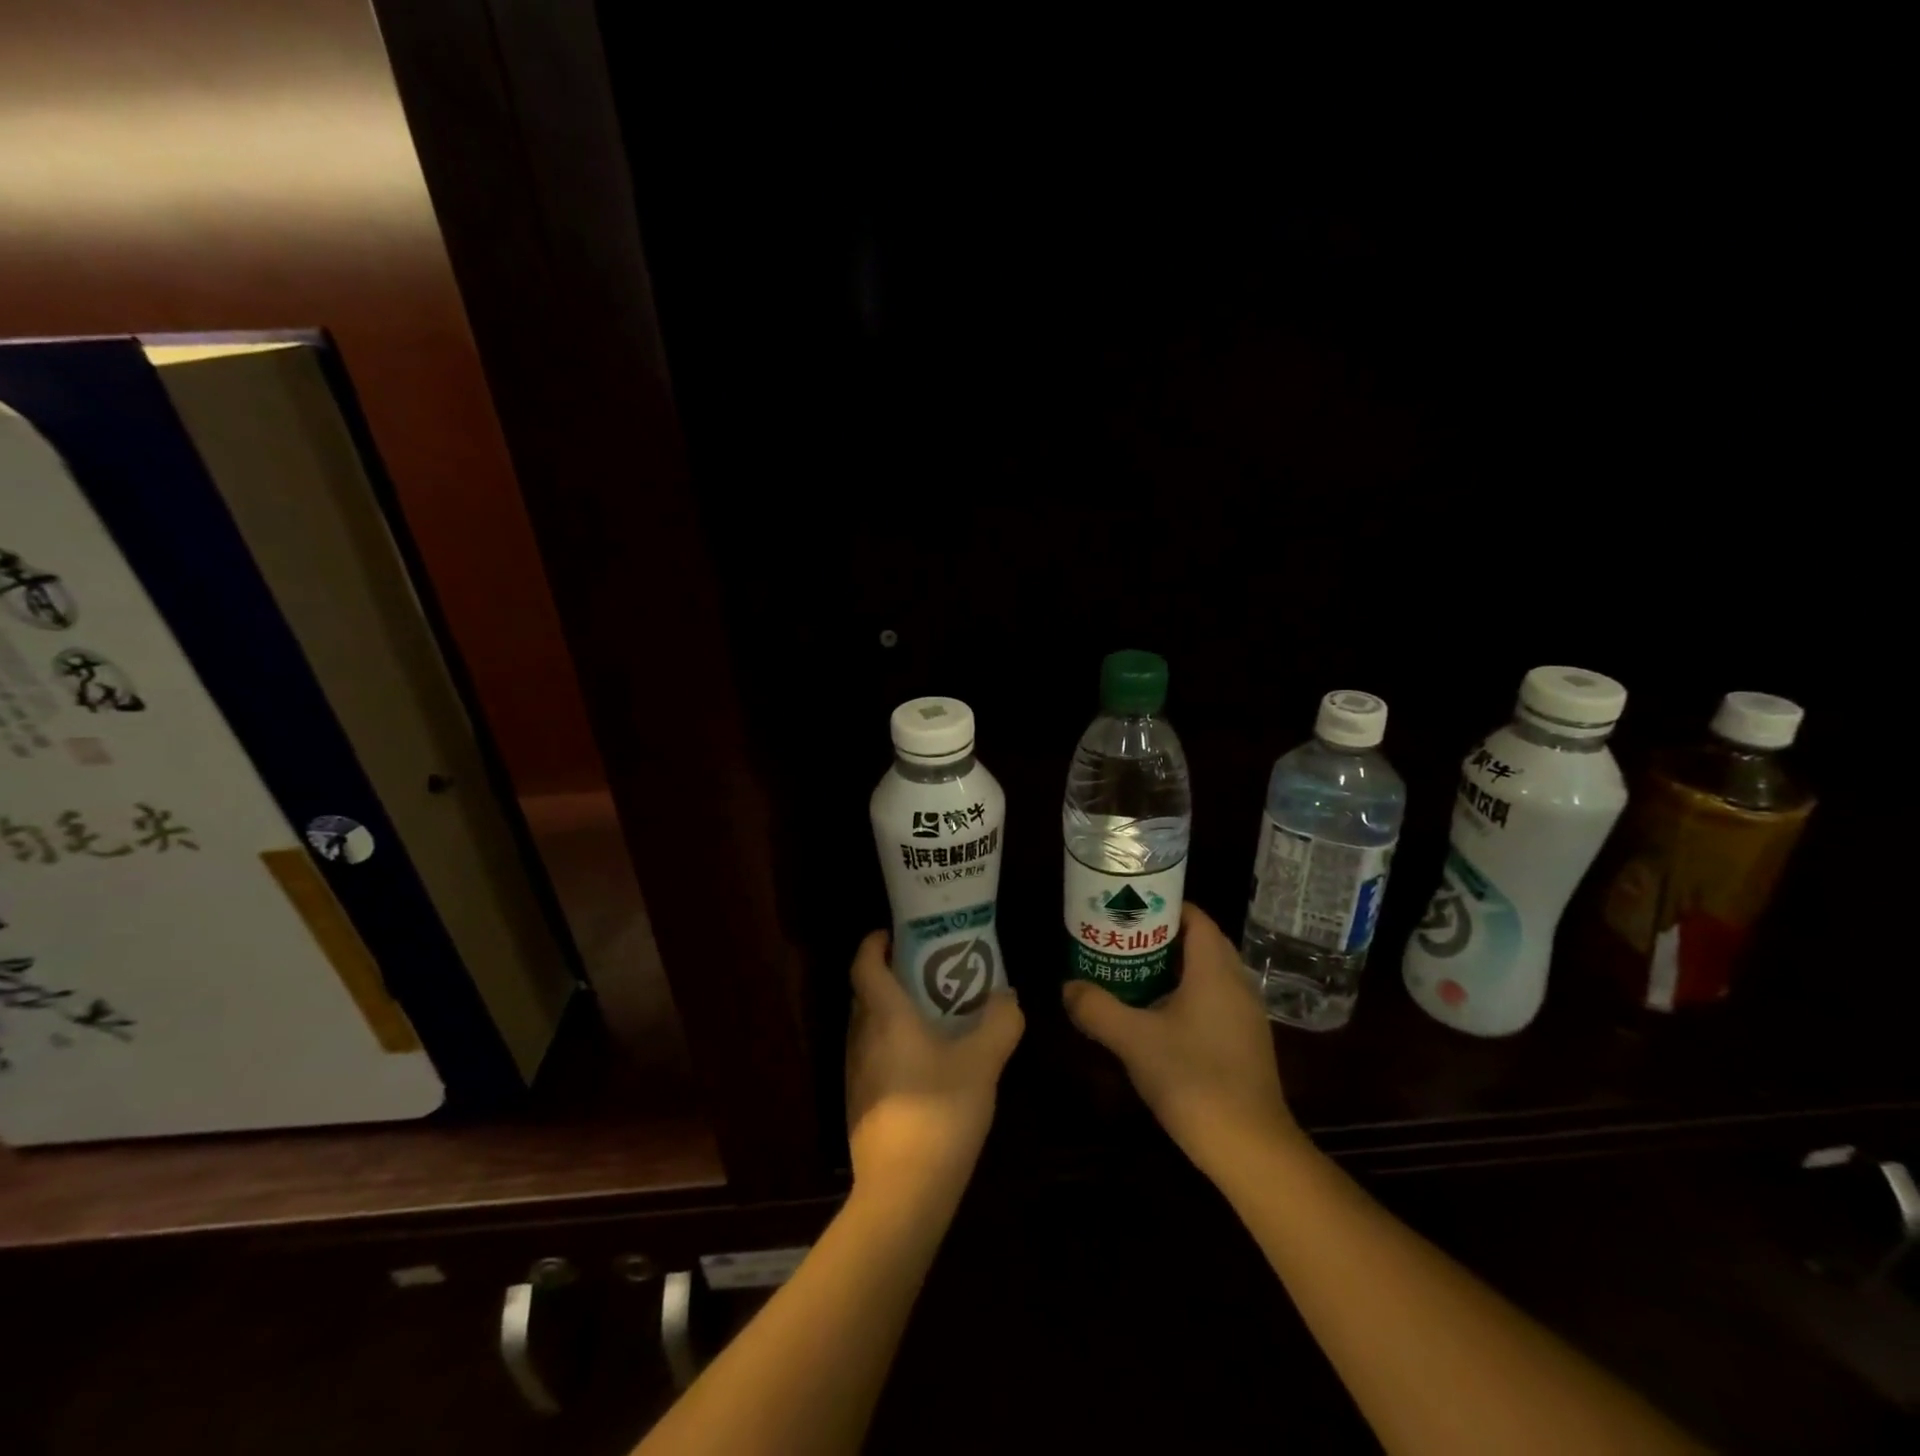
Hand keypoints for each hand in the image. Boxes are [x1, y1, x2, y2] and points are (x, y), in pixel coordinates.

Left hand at [846, 930, 1023, 1197]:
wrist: (903, 1191)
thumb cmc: (941, 1112)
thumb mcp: (983, 1062)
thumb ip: (999, 1022)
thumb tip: (1008, 996)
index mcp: (885, 1017)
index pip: (864, 965)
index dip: (874, 943)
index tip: (894, 933)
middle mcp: (861, 1037)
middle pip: (864, 993)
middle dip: (889, 974)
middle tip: (926, 969)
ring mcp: (855, 1072)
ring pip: (867, 1026)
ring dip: (890, 1011)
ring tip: (929, 1012)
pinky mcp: (859, 1102)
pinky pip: (871, 1054)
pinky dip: (890, 1043)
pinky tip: (923, 1061)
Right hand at [1062, 903, 1299, 1177]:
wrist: (1251, 1149)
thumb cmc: (1194, 1079)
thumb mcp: (1134, 1041)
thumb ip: (1096, 1009)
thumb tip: (1067, 987)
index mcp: (1215, 970)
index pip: (1195, 917)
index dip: (1163, 907)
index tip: (1128, 911)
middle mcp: (1236, 984)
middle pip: (1200, 943)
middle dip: (1161, 938)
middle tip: (1122, 941)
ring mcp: (1245, 1016)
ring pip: (1207, 975)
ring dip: (1173, 969)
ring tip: (1131, 974)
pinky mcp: (1245, 1044)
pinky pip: (1214, 1002)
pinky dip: (1186, 996)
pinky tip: (1157, 1019)